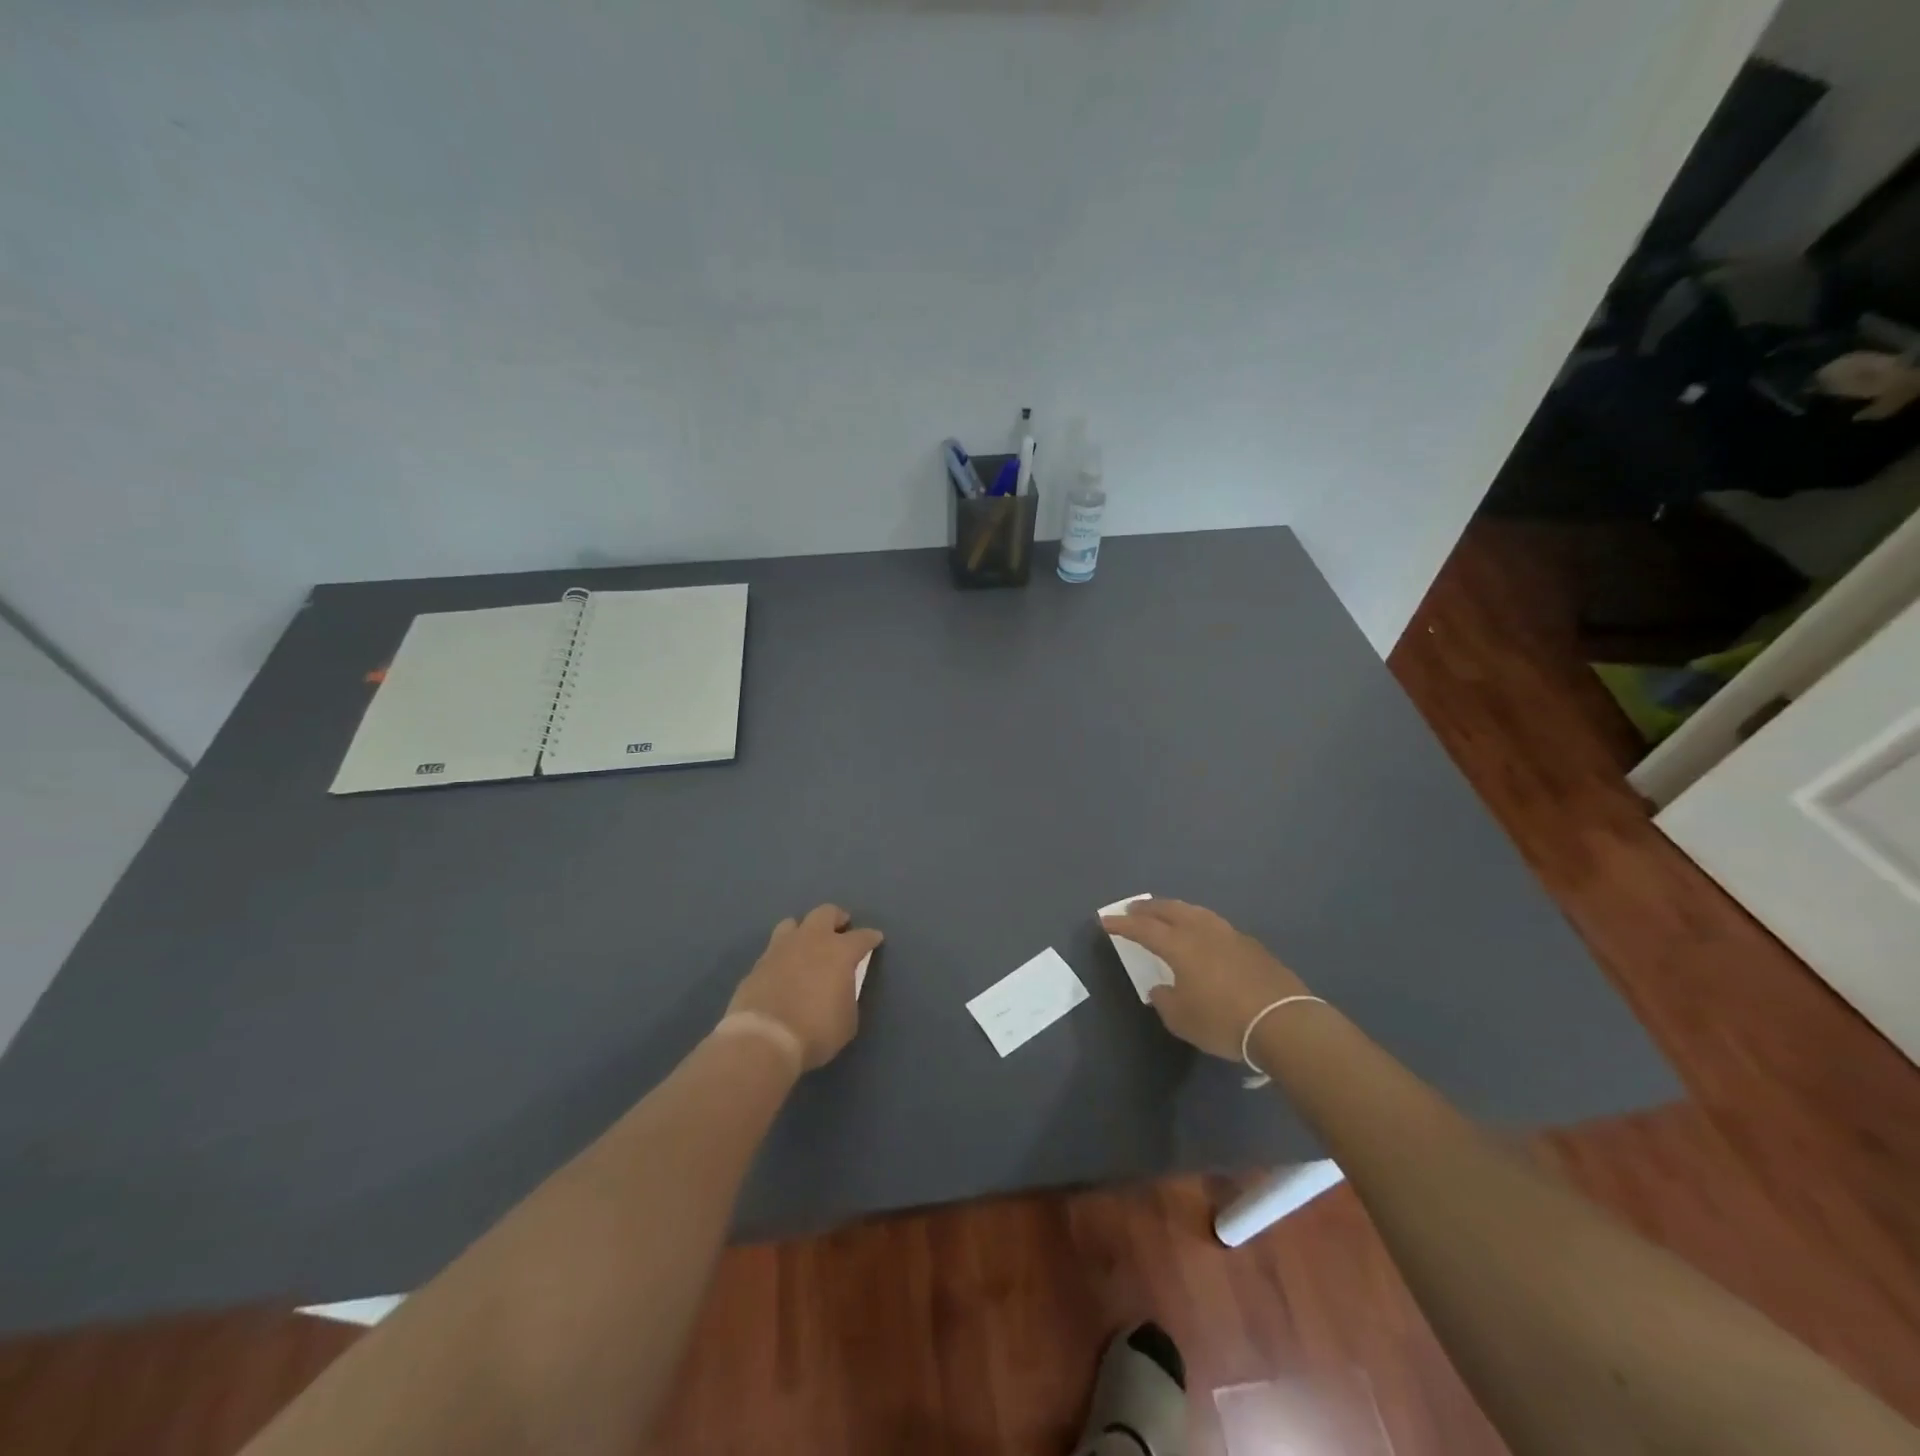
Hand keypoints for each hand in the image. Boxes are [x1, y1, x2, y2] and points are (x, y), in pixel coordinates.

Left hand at [726, 905, 882, 1071]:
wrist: (763, 1039)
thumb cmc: (816, 1031)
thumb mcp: (848, 1020)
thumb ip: (848, 996)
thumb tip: (841, 989)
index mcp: (840, 952)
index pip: (862, 936)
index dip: (871, 937)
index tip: (875, 939)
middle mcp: (811, 940)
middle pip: (826, 913)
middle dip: (837, 918)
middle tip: (841, 929)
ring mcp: (781, 948)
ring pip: (793, 923)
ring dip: (804, 930)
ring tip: (808, 945)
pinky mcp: (758, 963)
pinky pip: (774, 949)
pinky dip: (784, 954)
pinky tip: (785, 969)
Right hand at [1100, 899, 1312, 1061]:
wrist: (1283, 1022)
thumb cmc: (1223, 1021)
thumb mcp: (1182, 1019)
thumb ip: (1165, 1000)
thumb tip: (1161, 989)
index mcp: (1179, 945)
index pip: (1143, 928)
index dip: (1122, 924)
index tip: (1105, 920)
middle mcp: (1202, 931)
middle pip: (1170, 910)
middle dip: (1148, 908)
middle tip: (1133, 908)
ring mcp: (1229, 934)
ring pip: (1195, 912)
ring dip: (1175, 909)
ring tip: (1166, 913)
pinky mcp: (1251, 945)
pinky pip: (1215, 924)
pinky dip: (1199, 922)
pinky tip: (1202, 933)